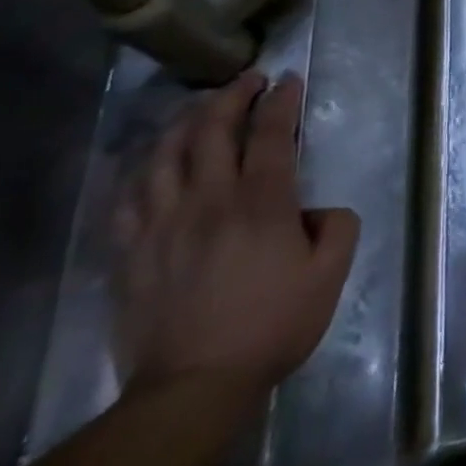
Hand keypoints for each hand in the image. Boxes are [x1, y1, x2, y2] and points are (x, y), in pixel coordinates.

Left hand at [114, 72, 359, 397]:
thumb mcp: (330, 274)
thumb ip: (337, 227)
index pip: (271, 135)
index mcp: (261, 204)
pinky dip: (141, 167)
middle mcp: (208, 201)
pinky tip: (150, 159)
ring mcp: (161, 225)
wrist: (192, 386)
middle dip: (232, 96)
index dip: (282, 102)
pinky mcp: (130, 252)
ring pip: (164, 155)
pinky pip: (128, 196)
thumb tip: (317, 210)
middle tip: (247, 80)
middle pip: (212, 132)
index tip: (289, 80)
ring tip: (200, 108)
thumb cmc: (273, 325)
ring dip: (185, 122)